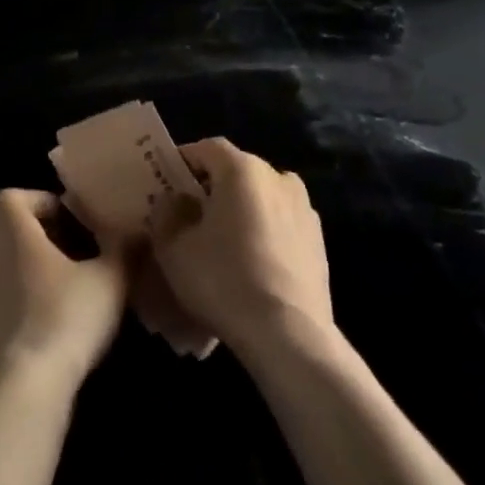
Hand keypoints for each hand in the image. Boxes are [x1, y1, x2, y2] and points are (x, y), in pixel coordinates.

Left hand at [0, 189, 130, 397]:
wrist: (19, 390)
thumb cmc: (64, 318)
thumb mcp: (109, 281)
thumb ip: (124, 251)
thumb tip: (140, 234)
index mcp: (10, 230)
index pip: (11, 197)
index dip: (37, 203)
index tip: (66, 221)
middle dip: (24, 239)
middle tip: (59, 258)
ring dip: (12, 276)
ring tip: (48, 297)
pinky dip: (3, 312)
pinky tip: (31, 334)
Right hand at [152, 139, 331, 353]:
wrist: (289, 336)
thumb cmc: (224, 281)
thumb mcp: (173, 249)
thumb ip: (167, 214)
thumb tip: (175, 201)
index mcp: (242, 169)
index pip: (206, 148)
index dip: (183, 162)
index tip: (166, 184)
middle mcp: (278, 177)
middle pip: (236, 172)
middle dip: (212, 189)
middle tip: (190, 217)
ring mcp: (304, 209)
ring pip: (260, 199)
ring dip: (240, 212)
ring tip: (222, 245)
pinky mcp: (319, 241)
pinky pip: (280, 225)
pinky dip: (263, 234)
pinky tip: (250, 266)